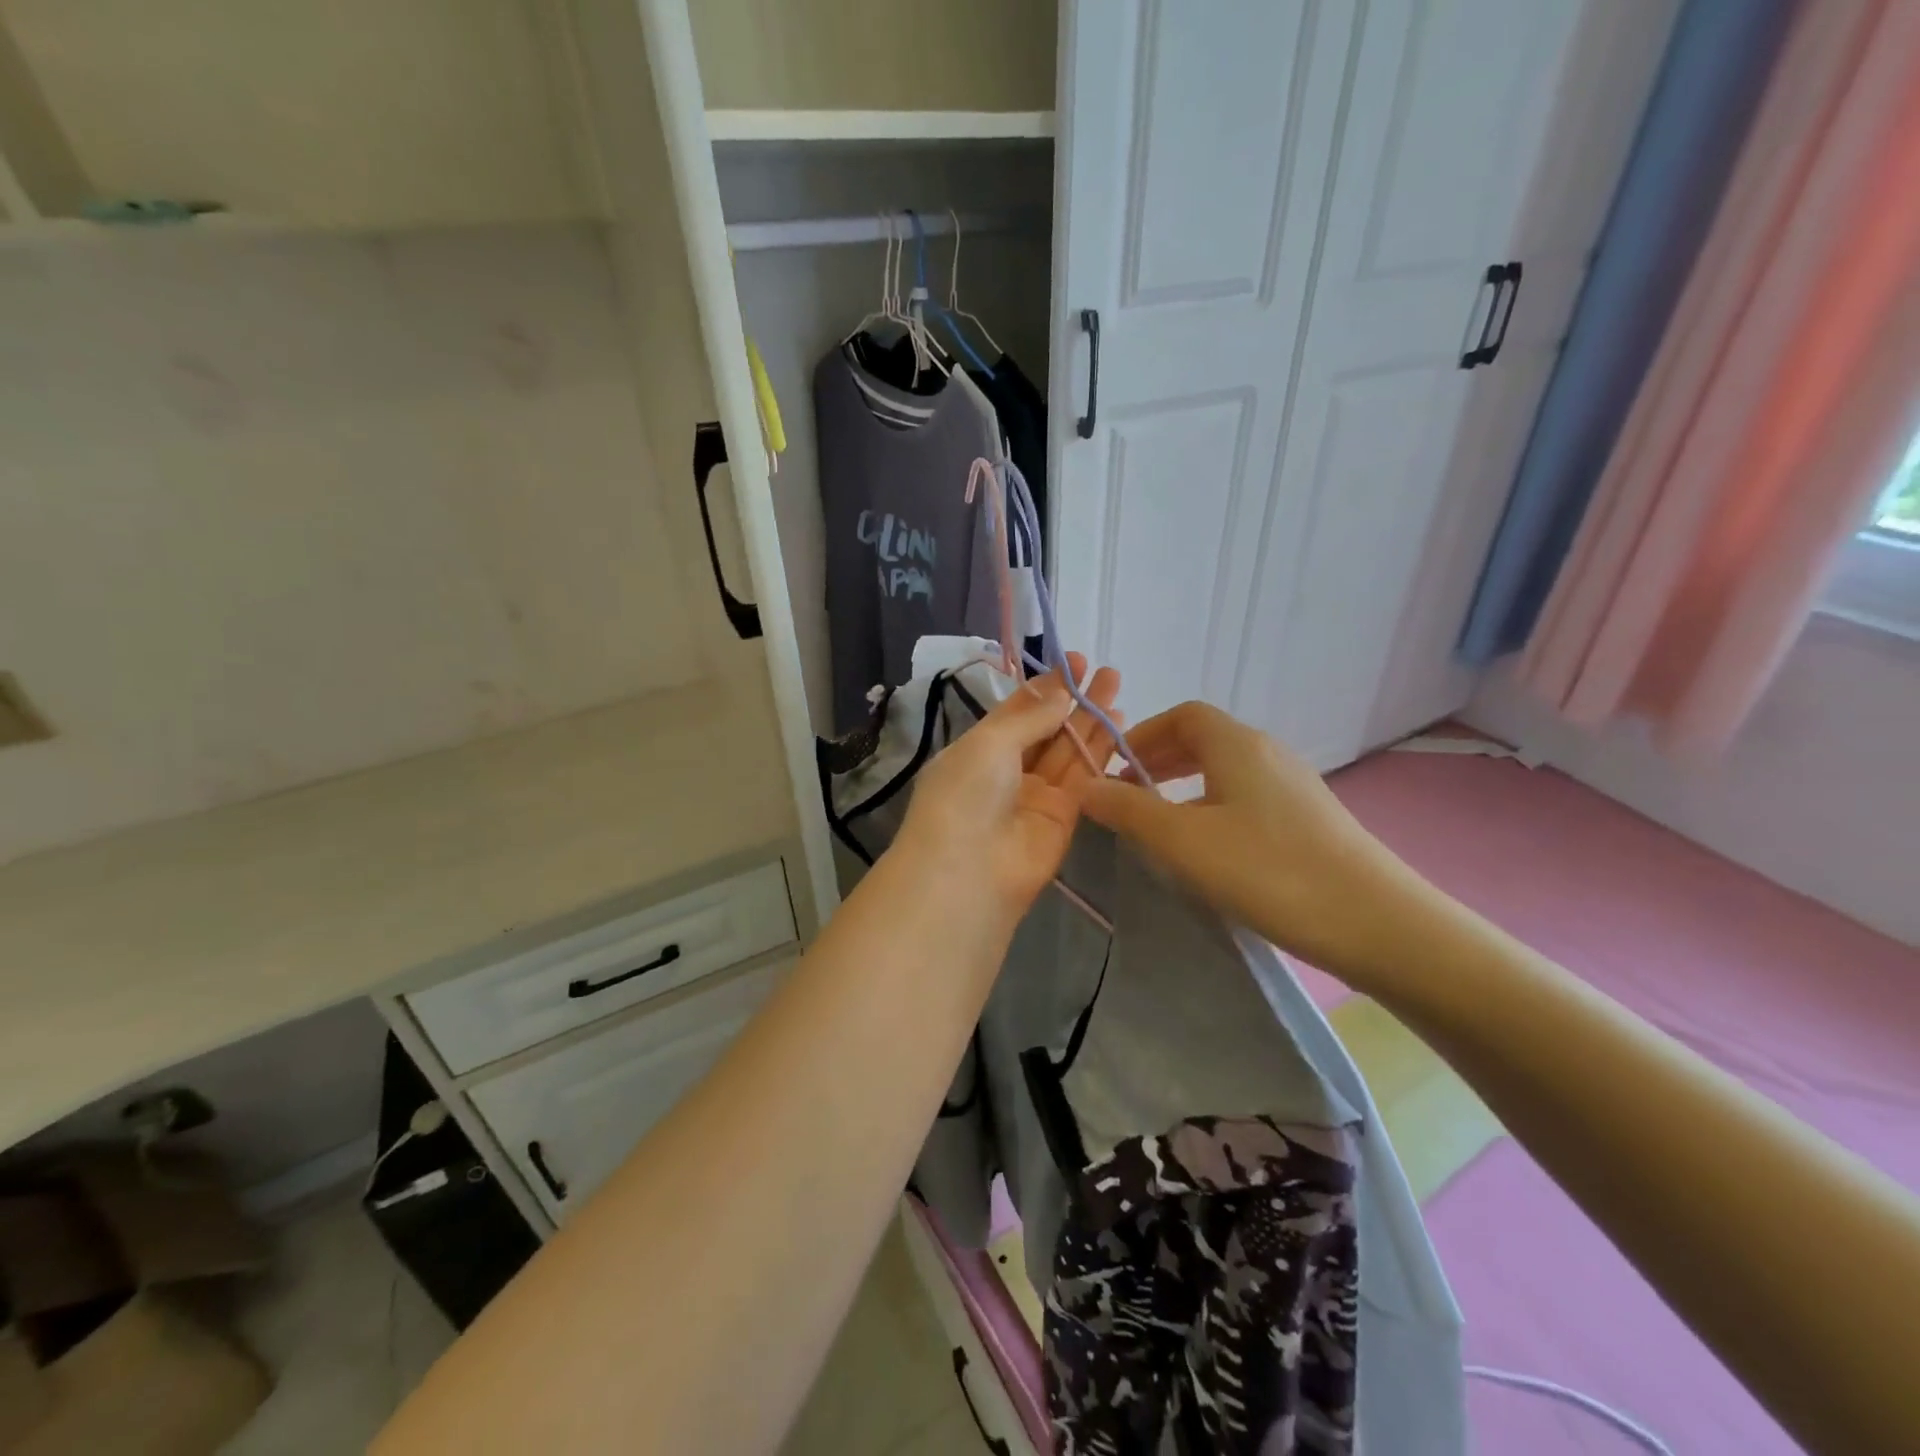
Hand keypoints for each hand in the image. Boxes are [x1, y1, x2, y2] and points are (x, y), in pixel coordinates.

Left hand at [893, 655, 1122, 932]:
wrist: (969, 872)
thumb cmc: (965, 795)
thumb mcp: (989, 743)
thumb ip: (1030, 718)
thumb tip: (1059, 693)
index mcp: (978, 749)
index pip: (1016, 712)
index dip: (1044, 688)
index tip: (1074, 662)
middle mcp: (1006, 770)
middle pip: (1046, 729)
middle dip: (1072, 700)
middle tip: (1103, 670)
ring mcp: (1035, 795)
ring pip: (1068, 751)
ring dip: (1091, 720)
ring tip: (1116, 686)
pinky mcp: (1063, 818)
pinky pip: (1083, 779)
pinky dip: (1100, 753)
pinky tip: (1119, 725)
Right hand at [1080, 701, 1431, 981]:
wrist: (1376, 921)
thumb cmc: (1269, 870)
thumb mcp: (1183, 841)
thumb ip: (1129, 810)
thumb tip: (1084, 784)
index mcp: (1236, 745)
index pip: (1183, 714)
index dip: (1143, 733)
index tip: (1115, 767)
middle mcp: (1267, 753)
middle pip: (1204, 739)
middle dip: (1159, 760)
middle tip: (1128, 794)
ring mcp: (1294, 786)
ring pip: (1226, 770)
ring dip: (1186, 786)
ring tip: (1161, 823)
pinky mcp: (1310, 819)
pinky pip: (1248, 796)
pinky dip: (1214, 806)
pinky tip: (1209, 849)